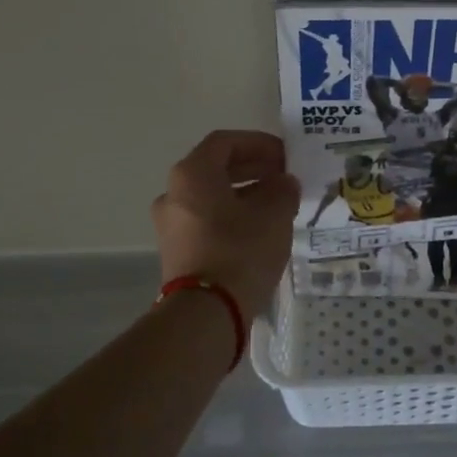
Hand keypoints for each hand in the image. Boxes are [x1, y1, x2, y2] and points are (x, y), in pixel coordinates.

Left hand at [151, 130, 299, 319]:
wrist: (206, 314)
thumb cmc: (240, 252)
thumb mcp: (274, 215)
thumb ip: (283, 190)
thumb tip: (284, 183)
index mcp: (192, 174)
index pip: (225, 142)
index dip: (258, 143)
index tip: (285, 155)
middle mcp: (174, 193)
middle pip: (216, 168)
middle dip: (253, 168)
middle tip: (283, 177)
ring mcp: (170, 224)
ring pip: (212, 196)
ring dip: (244, 193)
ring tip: (277, 204)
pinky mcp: (176, 251)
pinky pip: (207, 220)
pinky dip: (232, 216)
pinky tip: (259, 229)